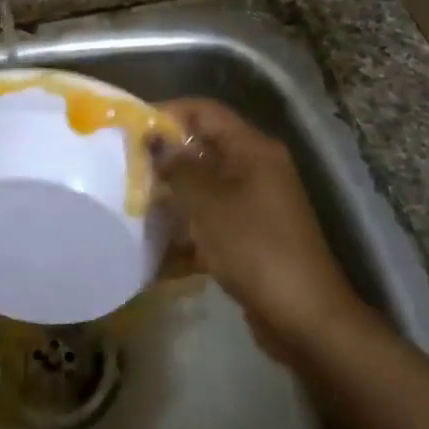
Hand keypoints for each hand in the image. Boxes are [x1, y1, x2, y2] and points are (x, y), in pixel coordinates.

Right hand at [150, 98, 372, 358]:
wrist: (303, 316)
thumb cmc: (253, 247)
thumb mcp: (207, 203)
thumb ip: (177, 167)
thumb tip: (154, 139)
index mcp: (252, 150)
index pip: (205, 112)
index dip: (167, 113)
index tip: (130, 129)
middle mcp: (256, 169)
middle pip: (203, 148)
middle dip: (165, 157)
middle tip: (125, 168)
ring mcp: (255, 204)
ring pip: (204, 186)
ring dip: (172, 194)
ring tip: (134, 203)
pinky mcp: (251, 236)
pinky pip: (211, 219)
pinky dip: (187, 227)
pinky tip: (156, 244)